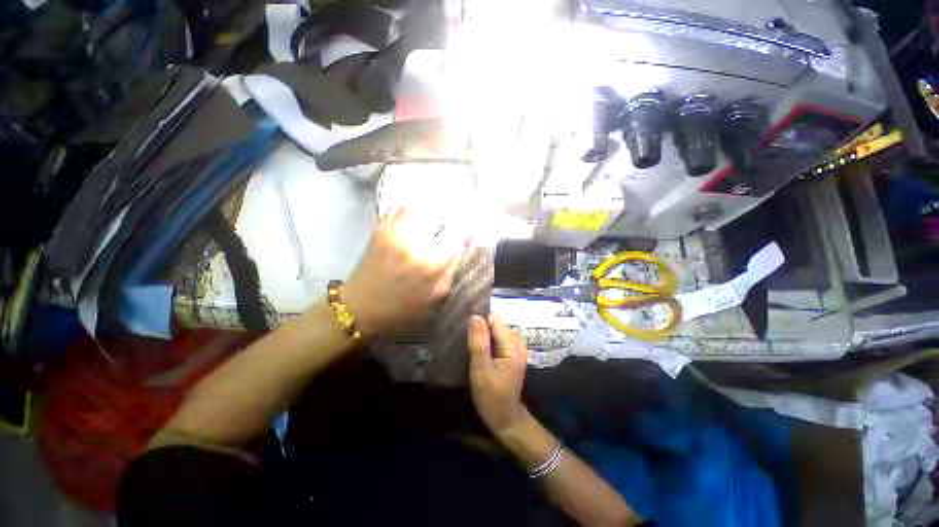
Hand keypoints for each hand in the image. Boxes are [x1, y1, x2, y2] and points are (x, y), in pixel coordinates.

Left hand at [343, 207, 464, 335]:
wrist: (361, 305)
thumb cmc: (403, 307)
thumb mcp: (437, 295)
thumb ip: (453, 267)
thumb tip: (462, 244)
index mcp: (432, 261)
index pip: (458, 231)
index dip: (465, 227)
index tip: (466, 228)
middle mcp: (415, 240)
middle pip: (441, 211)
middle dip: (451, 214)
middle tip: (454, 220)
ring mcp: (395, 229)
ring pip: (423, 204)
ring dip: (434, 208)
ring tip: (437, 217)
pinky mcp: (382, 226)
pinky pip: (405, 207)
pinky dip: (417, 208)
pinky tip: (420, 218)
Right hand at [467, 314, 529, 435]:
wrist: (505, 418)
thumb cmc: (492, 396)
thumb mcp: (481, 369)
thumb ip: (478, 342)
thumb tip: (475, 316)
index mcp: (512, 344)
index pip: (494, 319)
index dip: (479, 323)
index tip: (467, 333)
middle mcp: (517, 342)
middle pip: (496, 323)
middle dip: (481, 330)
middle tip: (467, 343)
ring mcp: (515, 348)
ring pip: (495, 331)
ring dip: (483, 336)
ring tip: (471, 348)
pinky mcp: (511, 353)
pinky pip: (497, 339)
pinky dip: (487, 342)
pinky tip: (479, 353)